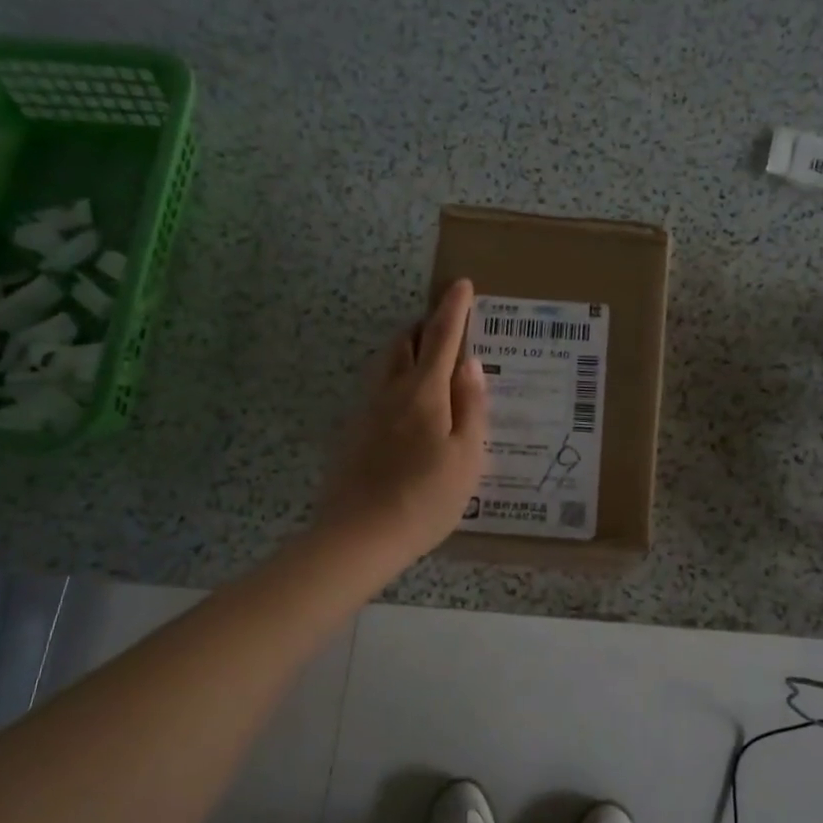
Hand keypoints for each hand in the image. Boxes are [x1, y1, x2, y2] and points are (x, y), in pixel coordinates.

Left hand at [321, 279, 488, 566]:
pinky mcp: (352, 435)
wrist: (359, 537)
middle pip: (404, 344)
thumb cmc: (425, 498)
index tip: (461, 285)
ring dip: (406, 351)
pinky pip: (377, 391)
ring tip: (426, 359)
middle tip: (445, 325)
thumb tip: (469, 363)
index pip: (441, 338)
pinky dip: (396, 380)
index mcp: (423, 393)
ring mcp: (366, 413)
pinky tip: (406, 407)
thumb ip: (470, 406)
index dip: (454, 310)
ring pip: (386, 366)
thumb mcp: (466, 456)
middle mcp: (390, 392)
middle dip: (424, 326)